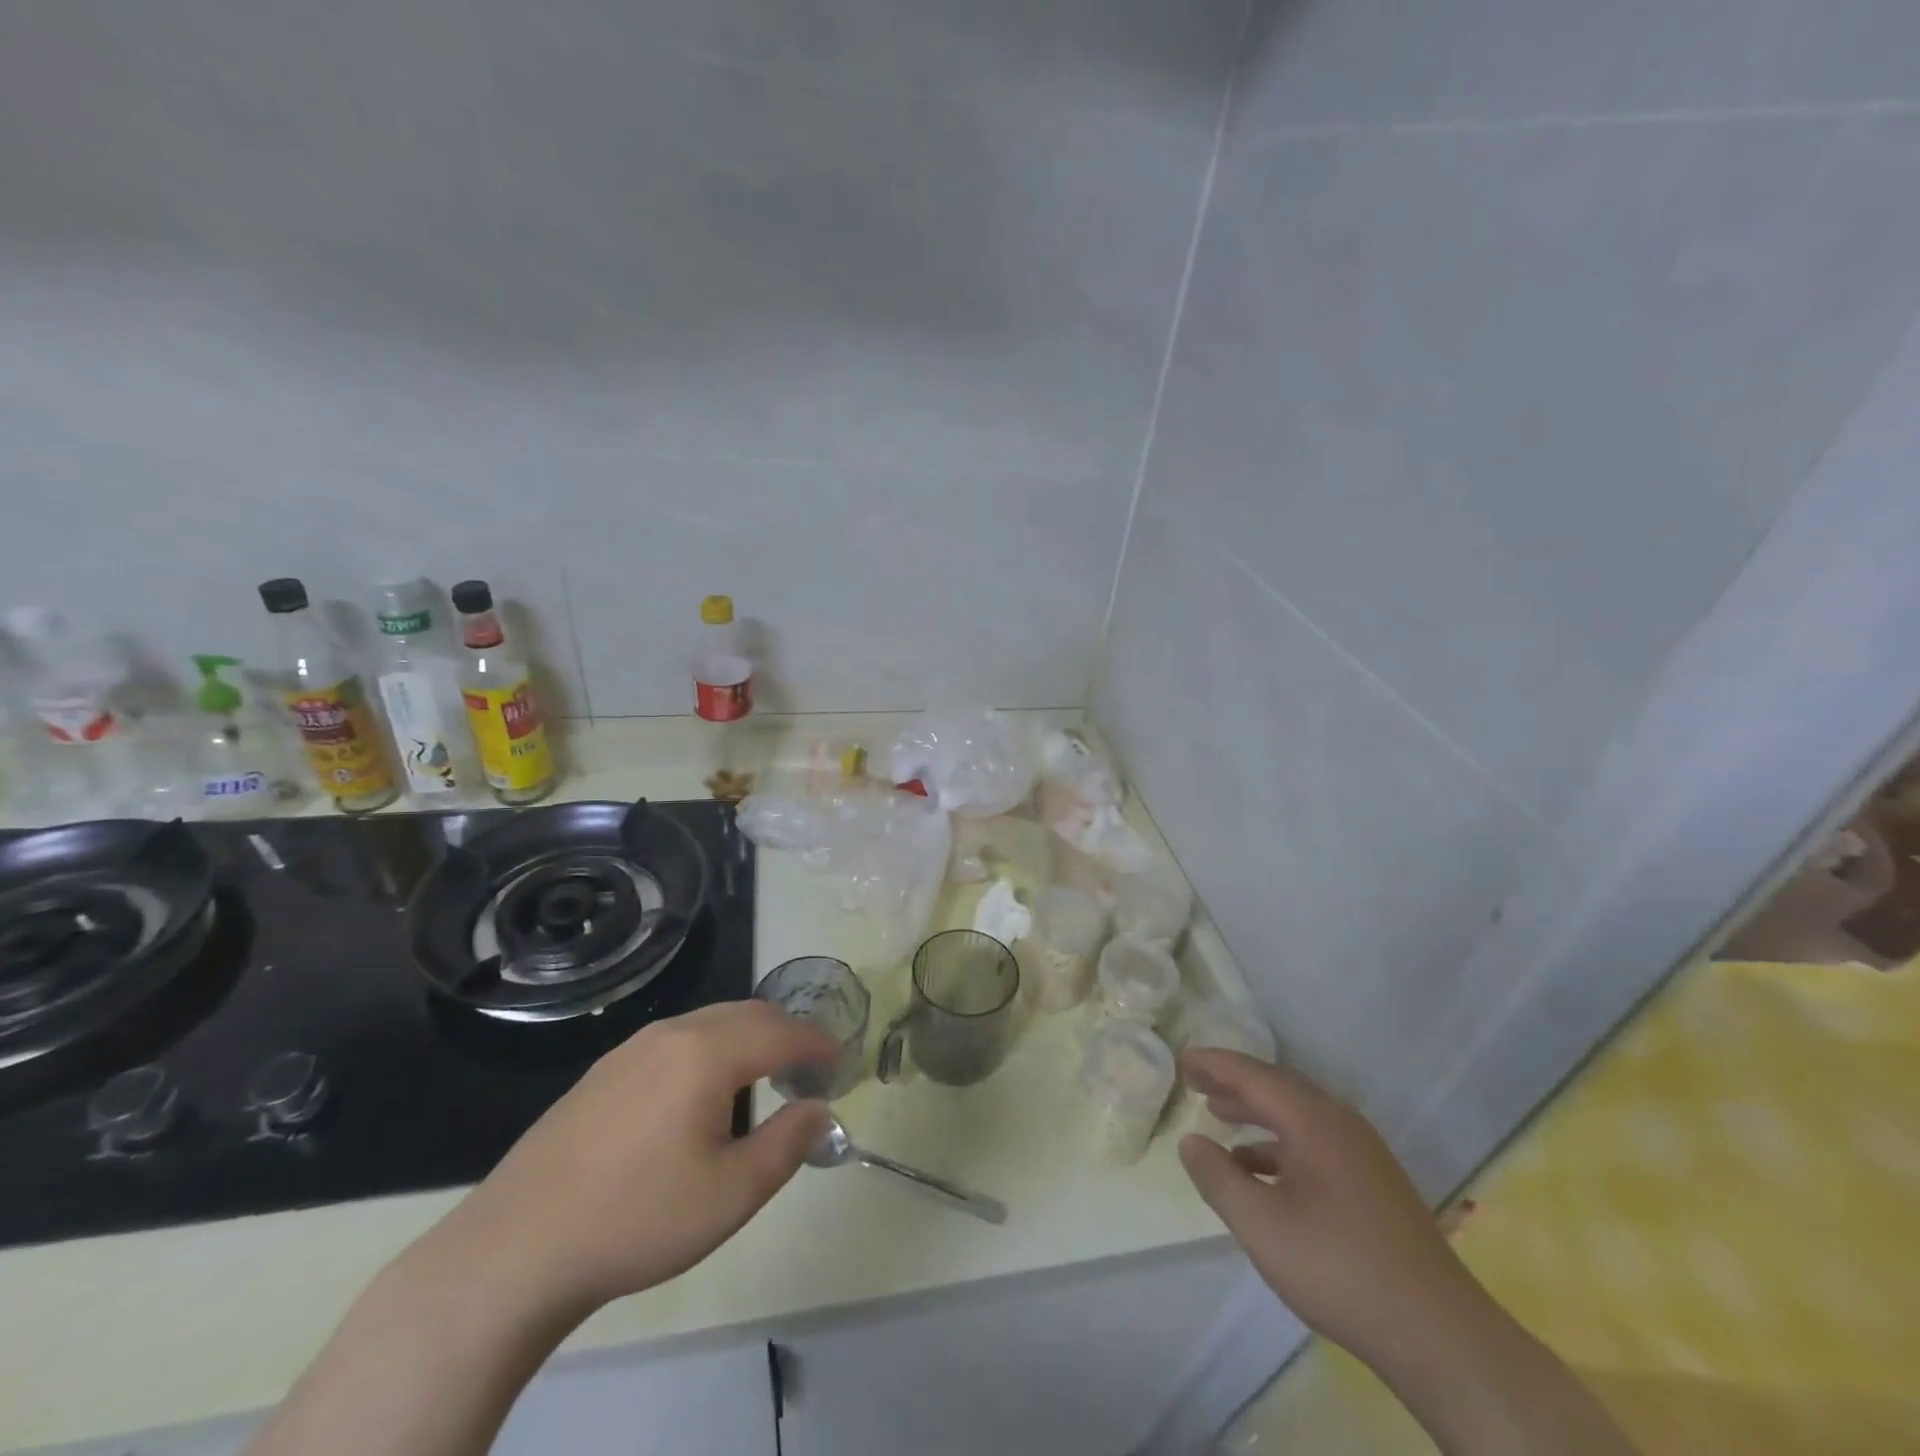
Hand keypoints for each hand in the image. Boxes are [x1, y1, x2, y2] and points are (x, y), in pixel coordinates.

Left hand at [431, 1001, 839, 1322]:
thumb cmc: (637, 1219)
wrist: (515, 1249)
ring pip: (710, 1022)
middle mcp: (673, 1033)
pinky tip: (701, 1093)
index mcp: (708, 1053)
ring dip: (748, 1038)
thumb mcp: (731, 1194)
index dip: (817, 1043)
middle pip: (747, 1014)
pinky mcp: (604, 1070)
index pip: (781, 1031)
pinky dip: (711, 1048)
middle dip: (786, 1033)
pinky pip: (677, 1039)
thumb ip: (787, 1143)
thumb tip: (820, 1110)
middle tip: (808, 1069)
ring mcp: (632, 1048)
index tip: (840, 1060)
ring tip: (763, 1078)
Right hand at [1177, 1050, 1489, 1375]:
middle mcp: (1340, 1124)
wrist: (1440, 1335)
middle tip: (1196, 1081)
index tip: (1183, 1059)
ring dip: (1257, 1113)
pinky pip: (1314, 1143)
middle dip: (1234, 1083)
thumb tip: (1190, 1141)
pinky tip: (1260, 1171)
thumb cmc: (1339, 1267)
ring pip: (1298, 1117)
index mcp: (1314, 1120)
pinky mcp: (1374, 1185)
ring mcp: (1363, 1155)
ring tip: (1220, 1116)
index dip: (1215, 1065)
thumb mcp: (1261, 1224)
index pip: (1254, 1075)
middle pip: (1278, 1088)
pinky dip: (1279, 1145)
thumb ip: (1218, 1177)